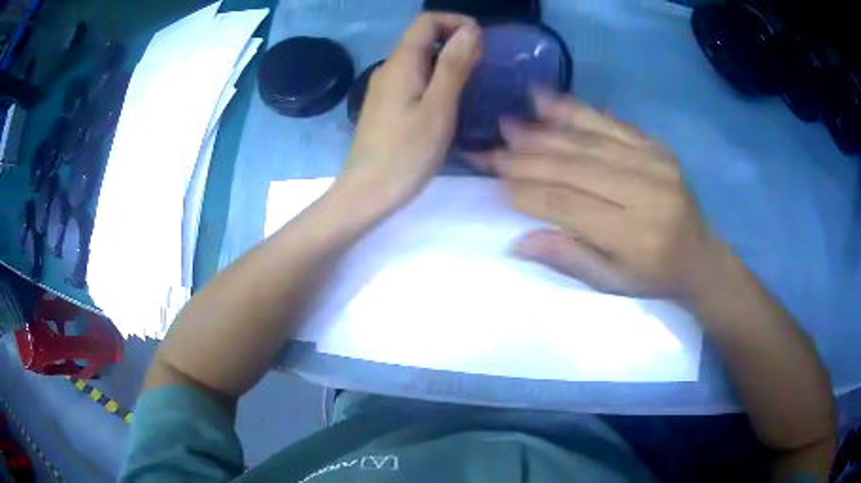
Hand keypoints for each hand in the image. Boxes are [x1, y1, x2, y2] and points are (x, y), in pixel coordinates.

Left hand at [338, 13, 481, 211]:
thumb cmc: (406, 154)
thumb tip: (471, 30)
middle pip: (423, 38)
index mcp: (401, 63)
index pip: (427, 21)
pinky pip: (414, 79)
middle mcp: (389, 68)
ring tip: (471, 85)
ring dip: (447, 62)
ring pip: (420, 59)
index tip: (482, 43)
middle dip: (455, 41)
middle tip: (483, 67)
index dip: (456, 22)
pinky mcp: (386, 105)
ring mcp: (385, 87)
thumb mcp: (438, 107)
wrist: (368, 192)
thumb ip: (454, 65)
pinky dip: (435, 79)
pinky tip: (448, 103)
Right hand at [473, 92, 720, 298]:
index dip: (527, 192)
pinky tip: (546, 100)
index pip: (568, 205)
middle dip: (526, 158)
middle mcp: (646, 193)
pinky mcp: (657, 147)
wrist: (701, 256)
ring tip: (508, 124)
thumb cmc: (654, 277)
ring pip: (589, 141)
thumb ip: (568, 259)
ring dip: (544, 132)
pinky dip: (576, 111)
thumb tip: (518, 241)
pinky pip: (611, 123)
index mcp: (635, 236)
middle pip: (575, 168)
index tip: (494, 181)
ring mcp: (655, 163)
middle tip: (490, 150)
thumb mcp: (611, 283)